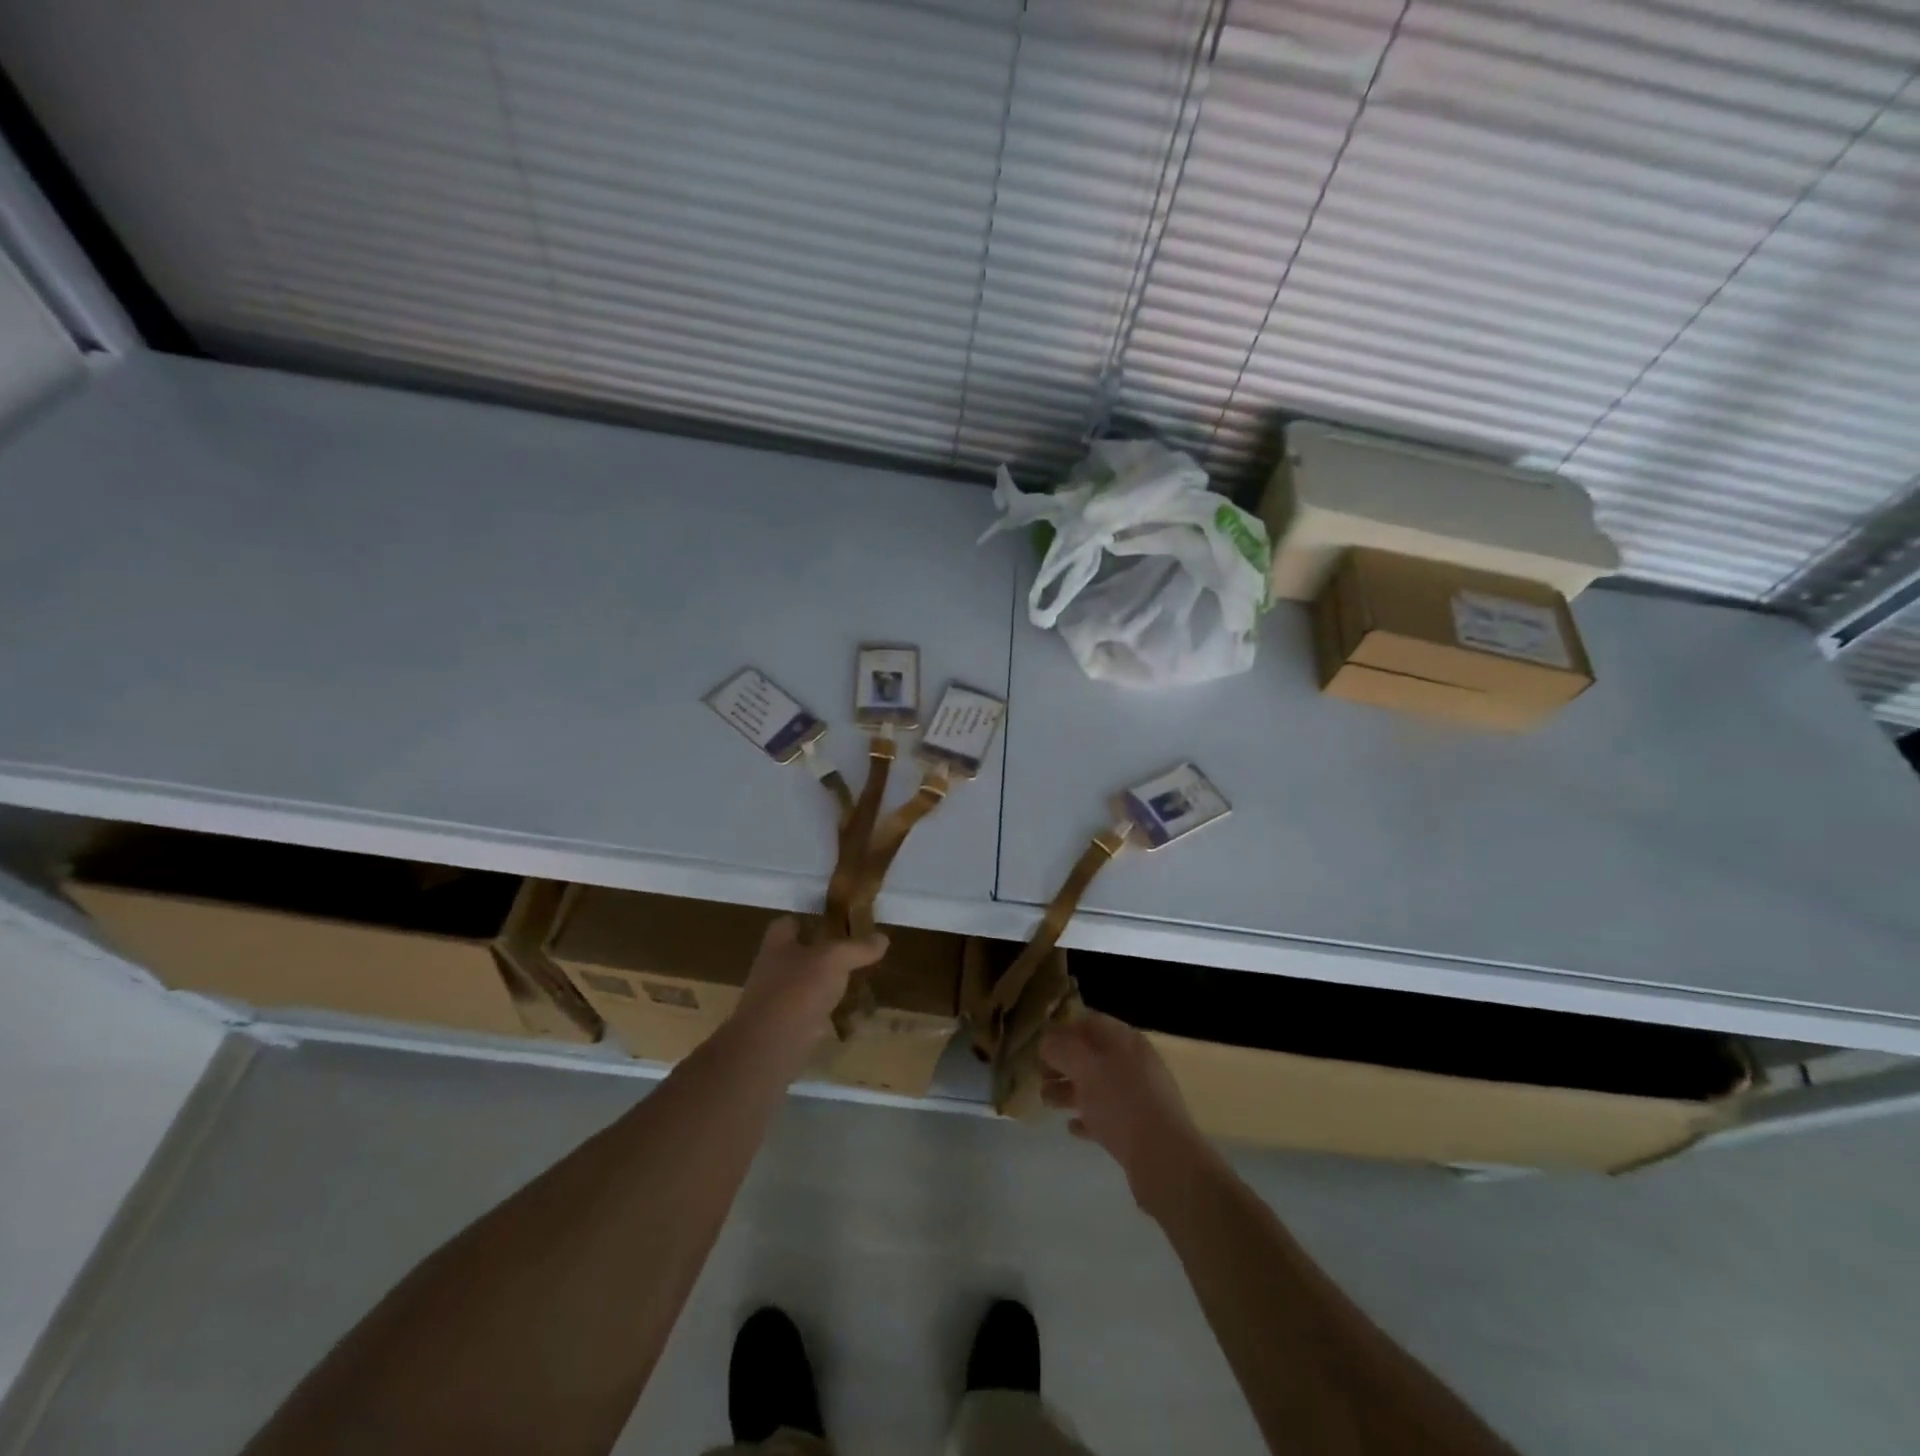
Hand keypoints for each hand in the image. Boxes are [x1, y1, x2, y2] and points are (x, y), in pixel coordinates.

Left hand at [729, 915, 887, 1059]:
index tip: (834, 922)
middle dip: (823, 955)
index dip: (808, 919)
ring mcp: (776, 1001)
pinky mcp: (784, 1029)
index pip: (788, 923)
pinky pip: (810, 1015)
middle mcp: (772, 970)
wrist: (769, 1048)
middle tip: (854, 954)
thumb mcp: (834, 960)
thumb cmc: (797, 990)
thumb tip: (882, 938)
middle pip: (798, 955)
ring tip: (857, 984)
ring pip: (806, 986)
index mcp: (777, 945)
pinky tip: (851, 1017)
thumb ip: (857, 947)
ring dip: (827, 986)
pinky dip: (828, 1015)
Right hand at [1041, 1012, 1218, 1212]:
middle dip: (1062, 1063)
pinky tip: (1071, 1127)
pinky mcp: (1138, 1129)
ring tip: (1046, 1102)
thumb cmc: (1122, 1104)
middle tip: (1039, 1077)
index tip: (1040, 1047)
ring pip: (1096, 1086)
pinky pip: (1106, 1116)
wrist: (1165, 1160)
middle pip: (1091, 1055)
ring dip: (1069, 1090)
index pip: (1090, 1023)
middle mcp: (1133, 1064)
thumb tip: (1047, 1042)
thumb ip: (1062, 1048)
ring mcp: (1138, 1097)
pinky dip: (1087, 1117)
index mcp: (1125, 1041)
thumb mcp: (1085, 1067)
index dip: (1063, 1030)